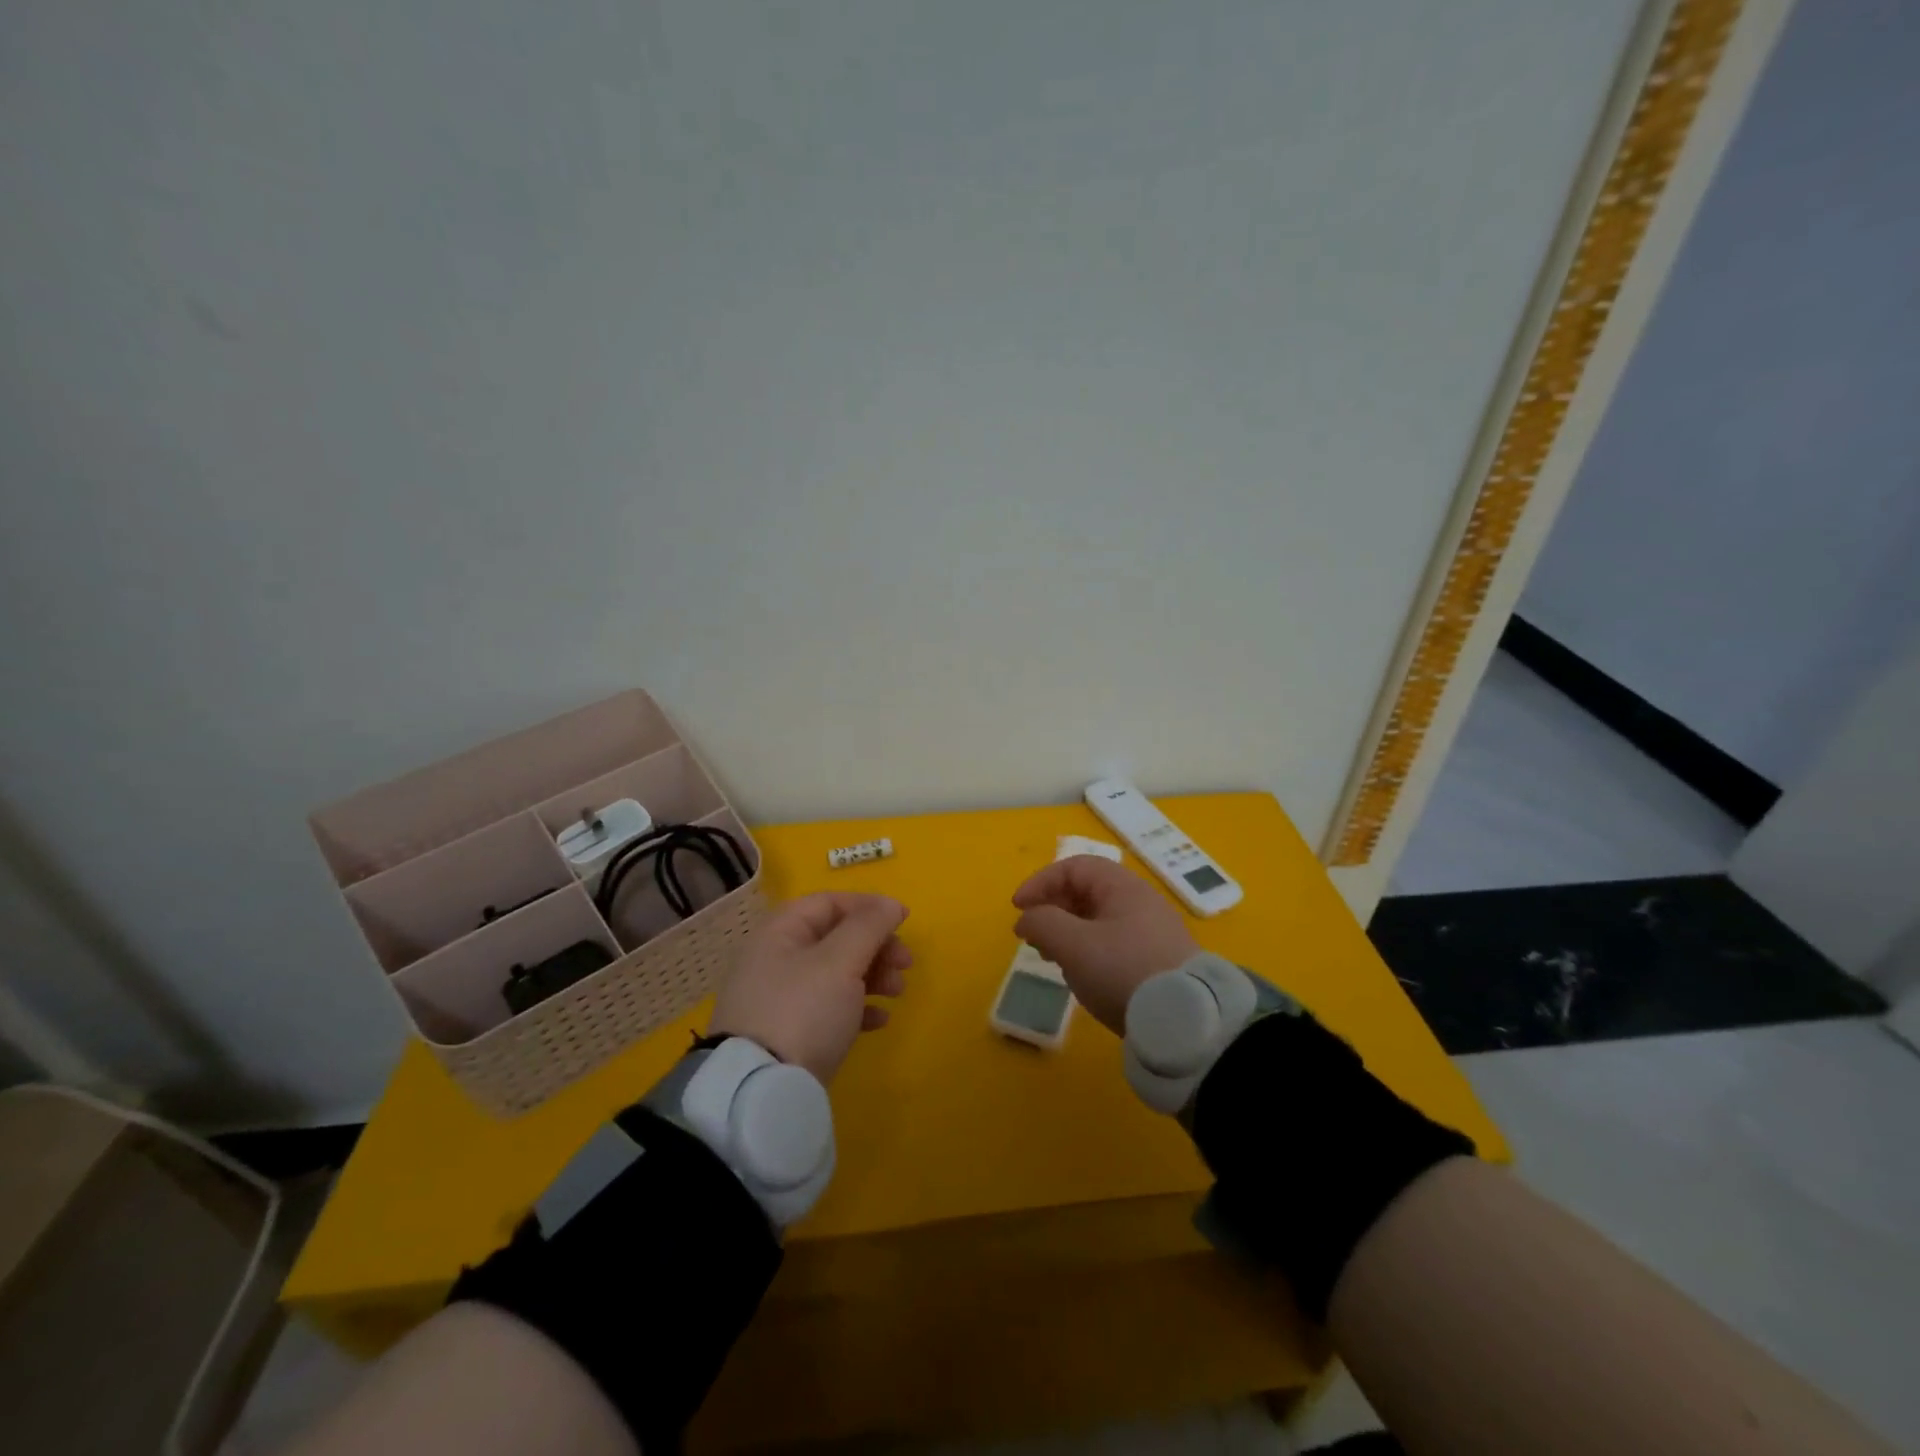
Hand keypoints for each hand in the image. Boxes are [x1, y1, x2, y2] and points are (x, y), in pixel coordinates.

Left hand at [709, 893, 910, 1082]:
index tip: (903, 920)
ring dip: (873, 976)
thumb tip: (889, 904)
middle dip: (876, 946)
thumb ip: (868, 926)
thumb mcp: (840, 961)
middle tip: (906, 963)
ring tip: (897, 992)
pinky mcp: (788, 1035)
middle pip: (835, 938)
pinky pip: (829, 1009)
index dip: (868, 906)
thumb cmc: (803, 1010)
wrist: (760, 1091)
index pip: (828, 903)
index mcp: (780, 933)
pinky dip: (857, 1008)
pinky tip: (879, 1021)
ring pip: (836, 973)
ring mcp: (780, 1000)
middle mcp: (776, 960)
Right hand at [1011, 857, 1196, 1033]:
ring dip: (1067, 932)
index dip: (1040, 882)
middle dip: (1052, 909)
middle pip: (1085, 892)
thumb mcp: (1074, 944)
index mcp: (1122, 887)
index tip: (1018, 909)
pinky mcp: (1155, 961)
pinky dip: (1087, 950)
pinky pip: (1111, 943)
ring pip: (1097, 920)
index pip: (1073, 867)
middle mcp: (1139, 902)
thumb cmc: (1123, 970)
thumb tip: (1027, 918)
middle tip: (1032, 937)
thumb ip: (1042, 923)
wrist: (1185, 1021)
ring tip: (1051, 958)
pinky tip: (1081, 975)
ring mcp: (1150, 932)